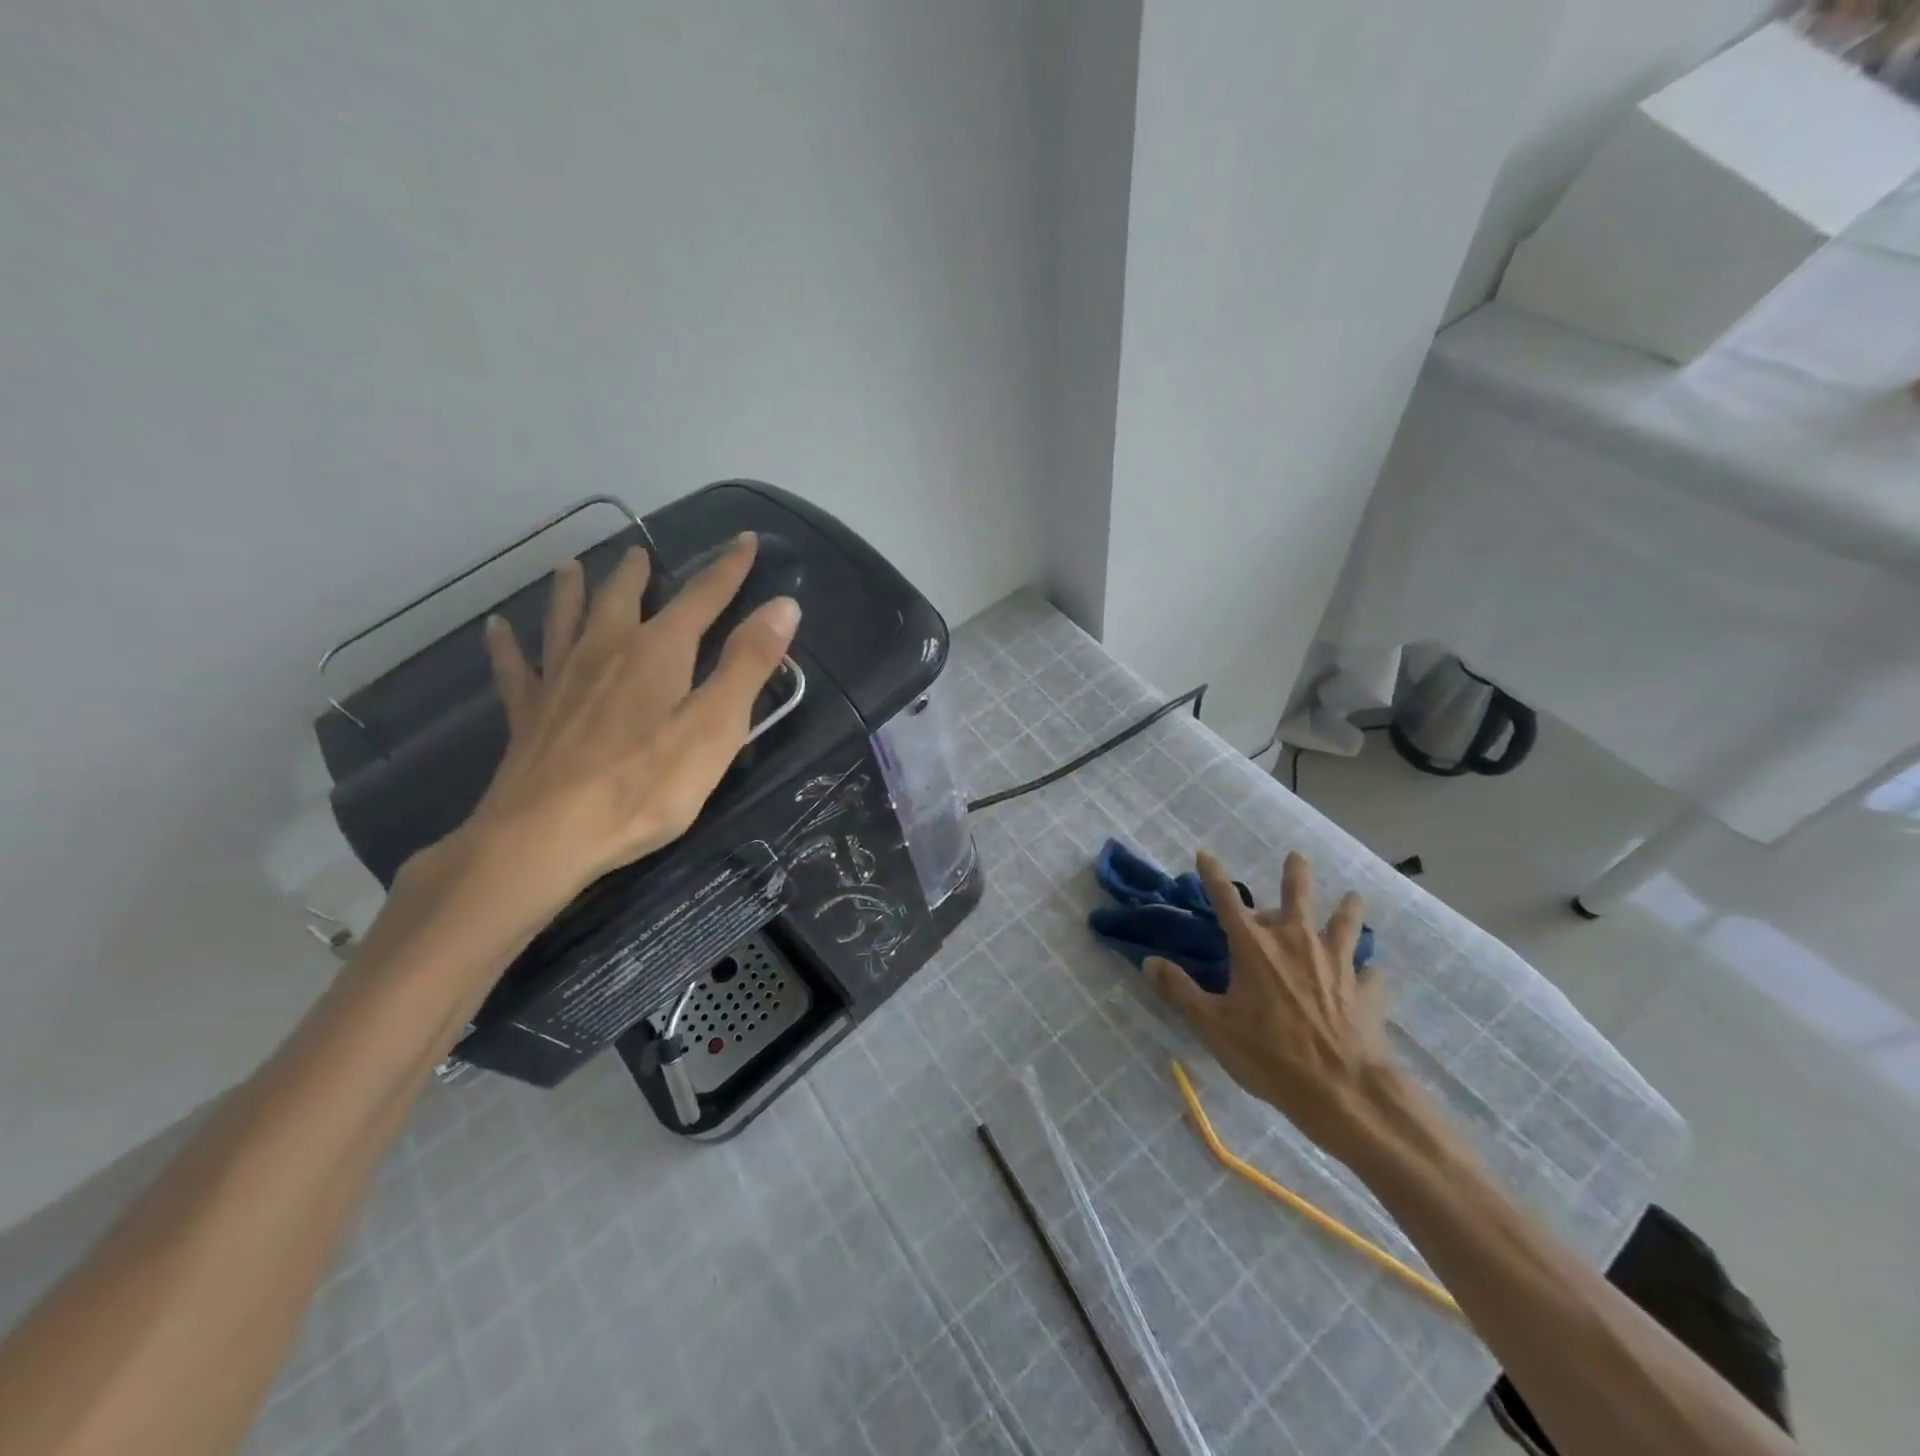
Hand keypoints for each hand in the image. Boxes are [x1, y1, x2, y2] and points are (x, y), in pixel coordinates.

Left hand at [426, 532, 798, 920]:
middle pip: (622, 597)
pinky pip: (515, 666)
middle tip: (642, 552)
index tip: (745, 539)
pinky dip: (507, 644)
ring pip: (565, 618)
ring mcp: (560, 679)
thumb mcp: (716, 727)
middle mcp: (606, 649)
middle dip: (638, 573)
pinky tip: (497, 628)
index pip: (703, 596)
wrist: (545, 835)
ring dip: (571, 590)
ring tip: (570, 566)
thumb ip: (749, 664)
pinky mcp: (528, 713)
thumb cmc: (645, 785)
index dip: (728, 568)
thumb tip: (784, 605)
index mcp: (659, 651)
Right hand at [1146, 850, 1394, 1157]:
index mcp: (1255, 947)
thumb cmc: (1268, 1055)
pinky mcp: (1365, 992)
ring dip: (1347, 910)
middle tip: (1297, 856)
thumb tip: (1149, 962)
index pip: (1227, 900)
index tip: (1205, 854)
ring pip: (1344, 925)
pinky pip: (1370, 975)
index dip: (1214, 876)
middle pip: (1297, 897)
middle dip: (1295, 875)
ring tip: (1353, 896)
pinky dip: (1368, 971)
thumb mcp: (1212, 1025)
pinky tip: (1372, 973)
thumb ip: (1180, 991)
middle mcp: (1296, 943)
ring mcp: (1336, 965)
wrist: (1342, 1091)